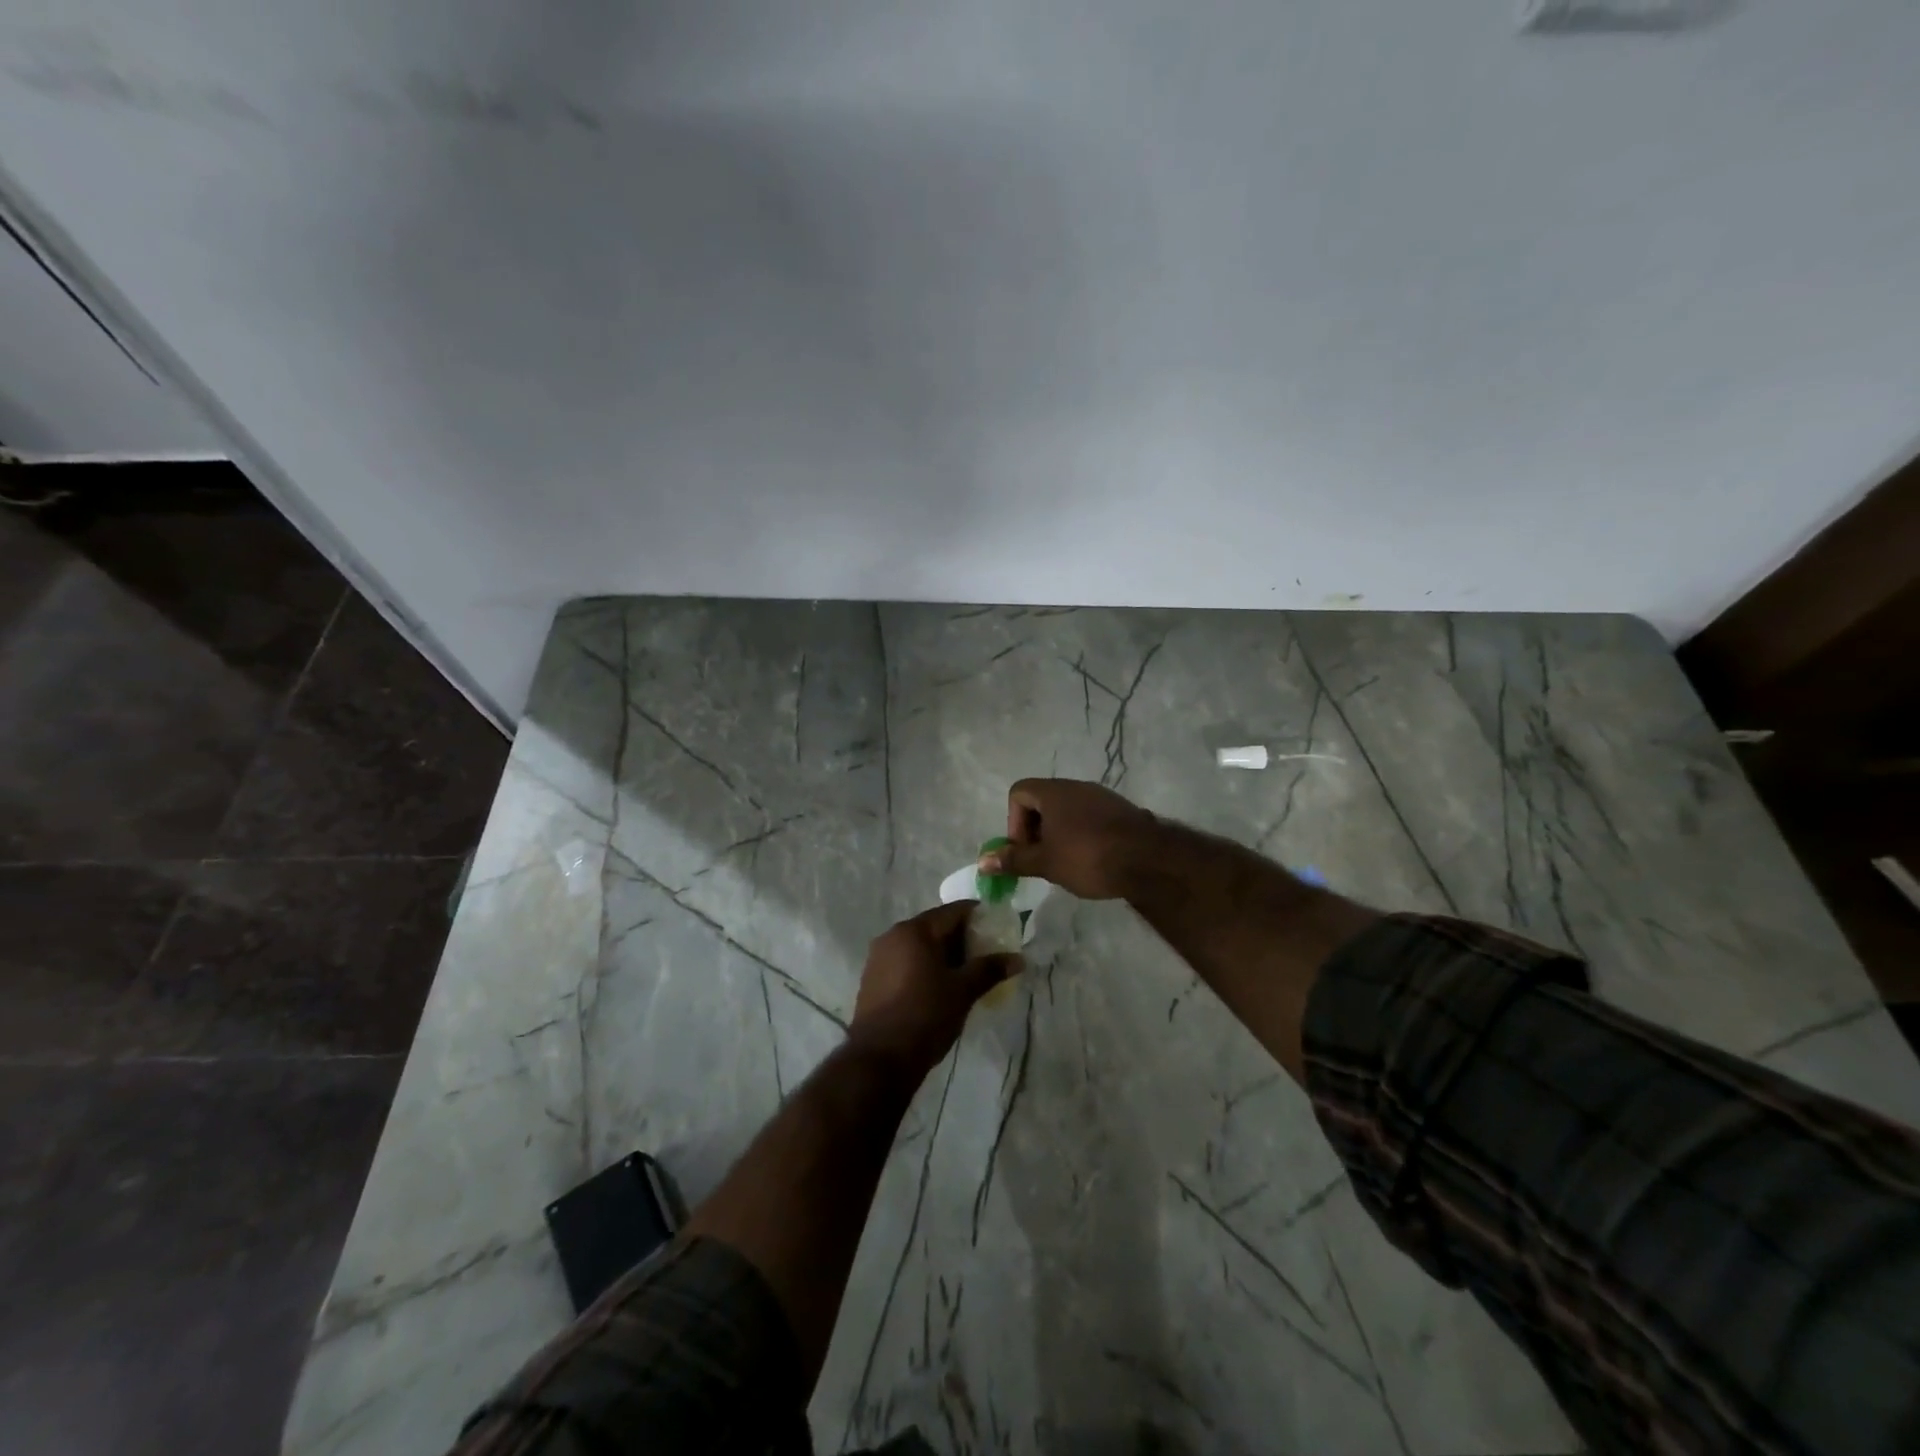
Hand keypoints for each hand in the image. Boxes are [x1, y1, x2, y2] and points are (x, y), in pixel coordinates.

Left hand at [848, 902, 1016, 1075]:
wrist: (880, 1058)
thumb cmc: (926, 1015)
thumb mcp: (963, 991)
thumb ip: (990, 969)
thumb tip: (1019, 959)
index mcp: (914, 930)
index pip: (953, 911)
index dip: (978, 916)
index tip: (998, 929)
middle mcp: (893, 935)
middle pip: (935, 926)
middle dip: (961, 938)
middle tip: (986, 955)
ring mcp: (879, 957)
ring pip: (919, 946)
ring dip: (943, 954)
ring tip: (966, 973)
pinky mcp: (873, 979)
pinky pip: (905, 962)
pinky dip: (925, 967)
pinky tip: (940, 987)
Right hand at [979, 778, 1157, 900]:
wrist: (1149, 861)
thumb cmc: (1088, 857)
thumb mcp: (1045, 863)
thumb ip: (1014, 860)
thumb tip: (982, 861)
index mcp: (1054, 792)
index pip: (1019, 792)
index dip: (1014, 821)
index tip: (1025, 849)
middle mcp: (1076, 786)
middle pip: (1043, 801)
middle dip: (1036, 831)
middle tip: (1042, 860)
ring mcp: (1102, 797)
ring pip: (1067, 810)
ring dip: (1059, 834)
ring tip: (1066, 864)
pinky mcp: (1121, 811)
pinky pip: (1090, 818)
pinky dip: (1082, 835)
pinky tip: (1092, 860)